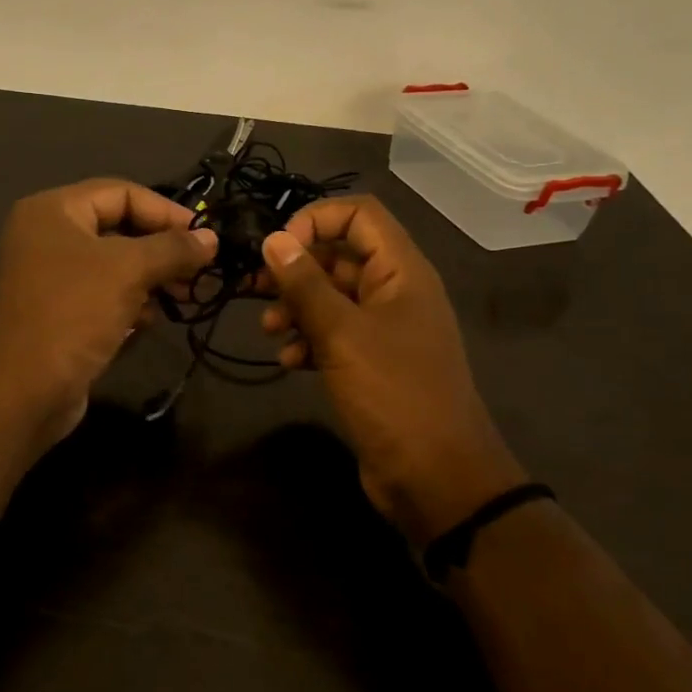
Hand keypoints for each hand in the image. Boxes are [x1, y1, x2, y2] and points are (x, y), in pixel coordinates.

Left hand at [0, 179, 215, 506]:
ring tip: (182, 296)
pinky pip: (104, 295)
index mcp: (54, 210)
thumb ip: (173, 248)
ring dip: (151, 278)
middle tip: (199, 270)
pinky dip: (130, 303)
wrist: (23, 390)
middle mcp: (48, 236)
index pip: (121, 192)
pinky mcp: (60, 313)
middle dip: (162, 248)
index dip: (166, 211)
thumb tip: (212, 238)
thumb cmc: (74, 312)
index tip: (204, 237)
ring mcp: (52, 277)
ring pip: (115, 265)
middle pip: (119, 227)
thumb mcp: (129, 270)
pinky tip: (149, 321)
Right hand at [258, 196, 524, 543]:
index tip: (278, 247)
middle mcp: (395, 291)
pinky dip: (309, 340)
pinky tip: (290, 361)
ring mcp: (385, 329)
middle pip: (340, 254)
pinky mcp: (373, 363)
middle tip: (255, 286)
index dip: (316, 219)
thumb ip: (305, 284)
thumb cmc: (393, 394)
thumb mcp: (342, 335)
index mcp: (401, 271)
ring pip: (332, 296)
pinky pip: (335, 334)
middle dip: (296, 267)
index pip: (359, 213)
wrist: (436, 478)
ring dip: (297, 306)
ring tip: (269, 329)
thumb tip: (273, 238)